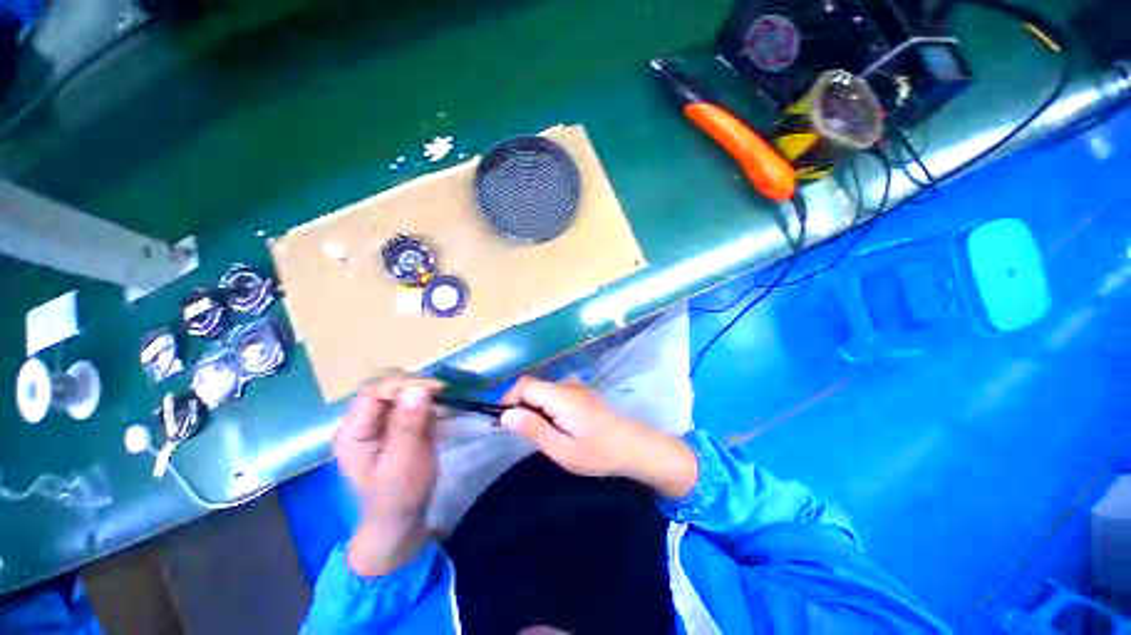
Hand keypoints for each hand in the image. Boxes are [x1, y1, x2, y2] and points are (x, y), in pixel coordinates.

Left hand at [333, 377, 440, 575]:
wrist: (401, 521)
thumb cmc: (399, 497)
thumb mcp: (404, 463)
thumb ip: (409, 426)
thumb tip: (419, 388)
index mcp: (352, 432)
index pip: (373, 392)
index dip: (403, 385)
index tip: (435, 389)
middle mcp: (362, 422)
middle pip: (386, 388)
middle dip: (414, 386)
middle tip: (442, 394)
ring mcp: (380, 423)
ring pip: (401, 392)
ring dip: (424, 393)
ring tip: (445, 401)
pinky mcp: (397, 425)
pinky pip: (412, 403)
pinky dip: (428, 401)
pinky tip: (441, 408)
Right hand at [500, 377, 696, 497]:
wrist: (634, 447)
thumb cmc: (598, 452)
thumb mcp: (562, 449)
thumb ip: (533, 429)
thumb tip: (505, 415)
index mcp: (560, 396)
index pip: (524, 385)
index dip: (508, 398)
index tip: (502, 422)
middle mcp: (567, 385)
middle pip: (533, 385)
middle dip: (519, 403)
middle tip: (517, 432)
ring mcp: (577, 387)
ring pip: (544, 388)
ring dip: (532, 405)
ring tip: (534, 431)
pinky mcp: (583, 393)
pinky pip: (556, 392)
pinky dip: (545, 404)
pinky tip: (553, 423)